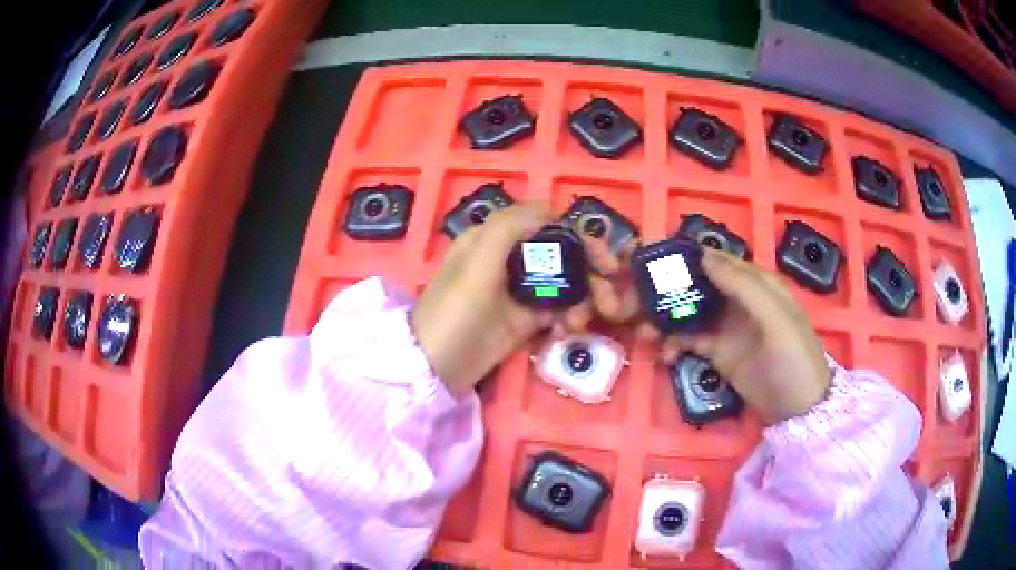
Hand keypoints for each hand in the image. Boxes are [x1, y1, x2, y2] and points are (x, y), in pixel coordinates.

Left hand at [413, 202, 614, 394]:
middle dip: (590, 271)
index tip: (603, 259)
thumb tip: (549, 206)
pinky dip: (570, 316)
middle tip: (610, 299)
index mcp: (494, 238)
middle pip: (562, 252)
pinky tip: (568, 330)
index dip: (578, 236)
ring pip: (565, 281)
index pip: (546, 224)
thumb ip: (509, 227)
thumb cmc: (454, 312)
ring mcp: (519, 289)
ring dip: (583, 298)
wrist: (437, 368)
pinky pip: (559, 308)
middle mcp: (510, 258)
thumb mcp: (476, 264)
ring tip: (581, 322)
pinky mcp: (526, 318)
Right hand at [658, 249, 831, 423]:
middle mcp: (739, 300)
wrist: (798, 410)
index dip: (690, 257)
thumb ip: (744, 287)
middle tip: (637, 298)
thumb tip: (705, 256)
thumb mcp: (776, 319)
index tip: (656, 259)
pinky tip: (665, 355)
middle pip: (700, 284)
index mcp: (757, 283)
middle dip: (670, 289)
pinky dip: (674, 344)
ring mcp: (727, 326)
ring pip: (691, 311)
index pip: (719, 260)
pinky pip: (690, 340)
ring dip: (666, 318)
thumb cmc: (793, 358)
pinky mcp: (718, 353)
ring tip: (644, 333)